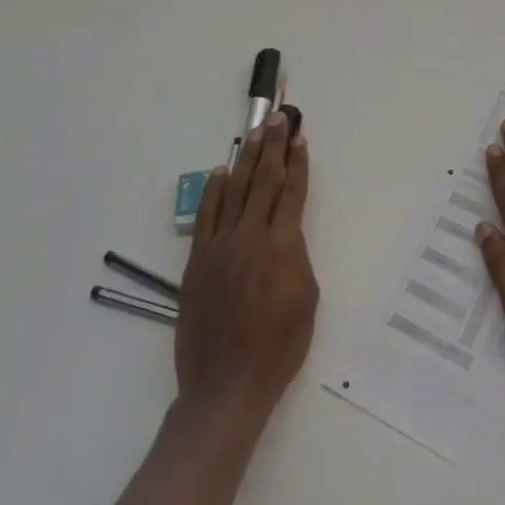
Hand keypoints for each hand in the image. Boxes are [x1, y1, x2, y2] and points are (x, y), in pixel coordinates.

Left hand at [176, 111, 318, 422]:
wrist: (226, 385)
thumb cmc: (278, 348)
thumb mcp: (307, 301)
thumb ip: (297, 258)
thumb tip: (287, 235)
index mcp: (282, 247)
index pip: (292, 193)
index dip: (297, 163)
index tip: (300, 138)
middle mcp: (250, 237)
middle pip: (263, 181)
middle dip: (273, 146)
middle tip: (279, 118)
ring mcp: (220, 247)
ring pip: (235, 191)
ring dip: (246, 159)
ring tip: (255, 133)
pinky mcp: (198, 261)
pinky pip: (206, 217)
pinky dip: (214, 191)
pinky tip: (221, 172)